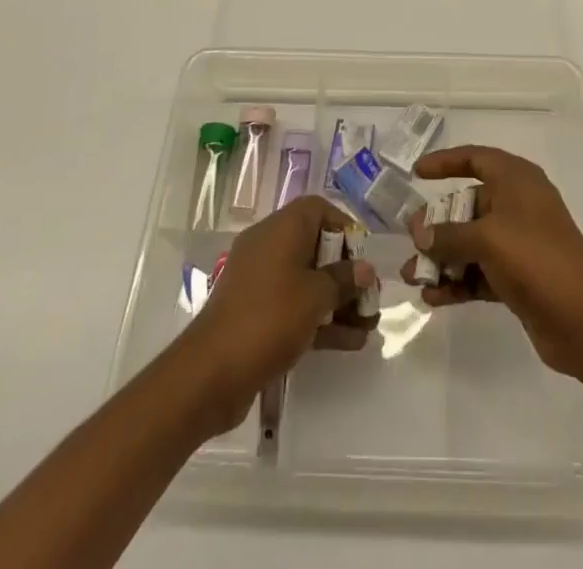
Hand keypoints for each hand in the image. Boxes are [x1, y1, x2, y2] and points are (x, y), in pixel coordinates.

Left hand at [181, 194, 377, 432]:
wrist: (211, 372)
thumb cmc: (270, 317)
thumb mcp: (315, 296)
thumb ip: (343, 280)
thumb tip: (365, 269)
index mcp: (281, 229)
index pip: (318, 210)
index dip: (345, 227)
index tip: (364, 255)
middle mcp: (269, 247)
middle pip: (315, 247)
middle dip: (346, 273)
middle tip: (370, 296)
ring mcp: (260, 282)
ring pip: (307, 281)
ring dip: (338, 301)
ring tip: (369, 326)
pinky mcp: (256, 314)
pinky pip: (295, 306)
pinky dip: (320, 319)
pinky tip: (351, 342)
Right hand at [404, 146, 582, 378]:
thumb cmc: (536, 257)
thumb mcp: (487, 238)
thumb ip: (449, 235)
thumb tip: (420, 233)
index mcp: (516, 180)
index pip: (476, 158)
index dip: (446, 161)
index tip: (417, 173)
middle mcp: (517, 205)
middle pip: (469, 204)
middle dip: (437, 222)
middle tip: (410, 238)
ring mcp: (519, 243)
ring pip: (471, 242)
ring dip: (442, 258)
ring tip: (411, 276)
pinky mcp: (519, 278)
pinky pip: (479, 273)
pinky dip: (458, 282)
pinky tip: (432, 298)